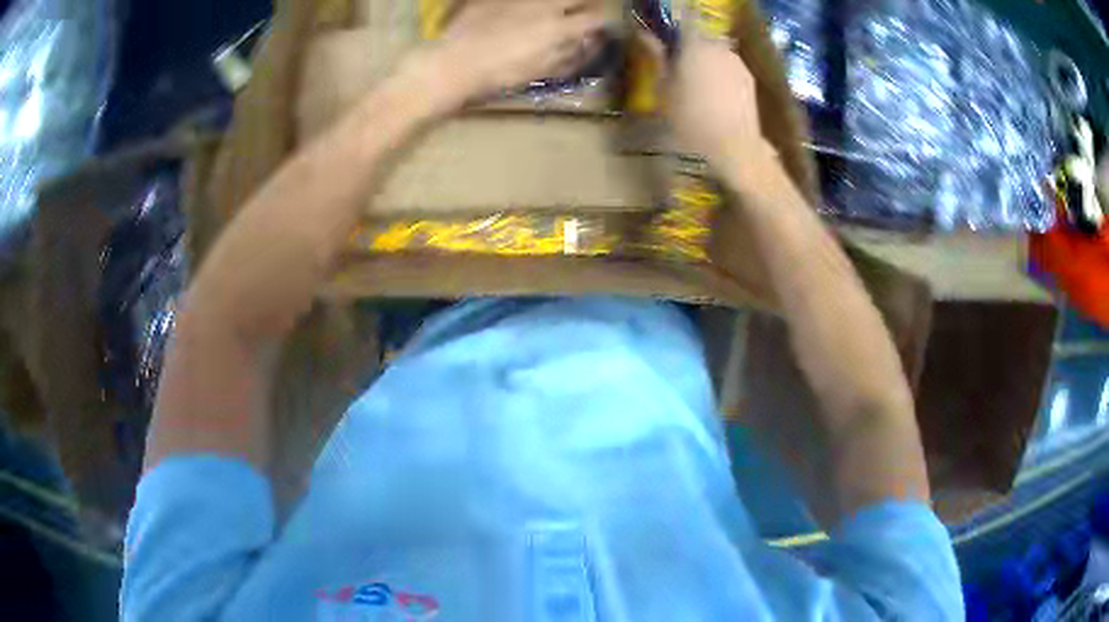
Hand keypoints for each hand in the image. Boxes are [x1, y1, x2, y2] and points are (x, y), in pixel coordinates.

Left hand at [411, 0, 607, 109]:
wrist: (455, 62)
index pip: (597, 17)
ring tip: (553, 12)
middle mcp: (545, 6)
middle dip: (587, 4)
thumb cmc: (500, 74)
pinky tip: (524, 11)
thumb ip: (572, 55)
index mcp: (559, 28)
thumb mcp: (541, 71)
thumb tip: (592, 42)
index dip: (603, 20)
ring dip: (559, 3)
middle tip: (581, 12)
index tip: (601, 24)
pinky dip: (530, 3)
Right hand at [645, 33, 775, 175]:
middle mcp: (719, 47)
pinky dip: (720, 73)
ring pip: (717, 52)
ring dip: (706, 60)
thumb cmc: (690, 118)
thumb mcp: (663, 88)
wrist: (734, 147)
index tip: (663, 34)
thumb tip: (644, 33)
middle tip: (676, 64)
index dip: (673, 24)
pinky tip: (714, 95)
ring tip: (696, 83)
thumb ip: (657, 56)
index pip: (683, 20)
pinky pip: (729, 68)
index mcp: (694, 44)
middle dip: (689, 45)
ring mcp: (738, 63)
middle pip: (701, 37)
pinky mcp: (750, 80)